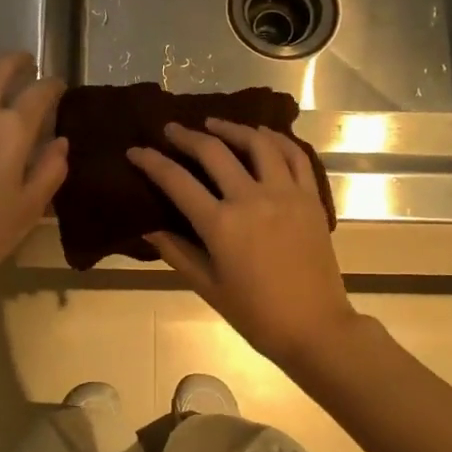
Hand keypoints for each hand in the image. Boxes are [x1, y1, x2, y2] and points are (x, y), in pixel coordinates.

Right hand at [127, 119, 359, 368]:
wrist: (315, 327)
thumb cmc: (256, 314)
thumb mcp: (207, 286)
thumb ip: (176, 251)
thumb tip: (148, 225)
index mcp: (221, 225)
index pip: (177, 181)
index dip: (152, 162)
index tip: (135, 151)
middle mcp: (252, 199)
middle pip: (214, 152)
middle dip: (187, 136)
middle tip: (171, 129)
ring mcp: (286, 194)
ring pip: (257, 144)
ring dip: (231, 128)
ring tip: (214, 124)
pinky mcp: (310, 198)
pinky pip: (295, 156)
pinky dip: (276, 139)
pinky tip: (262, 134)